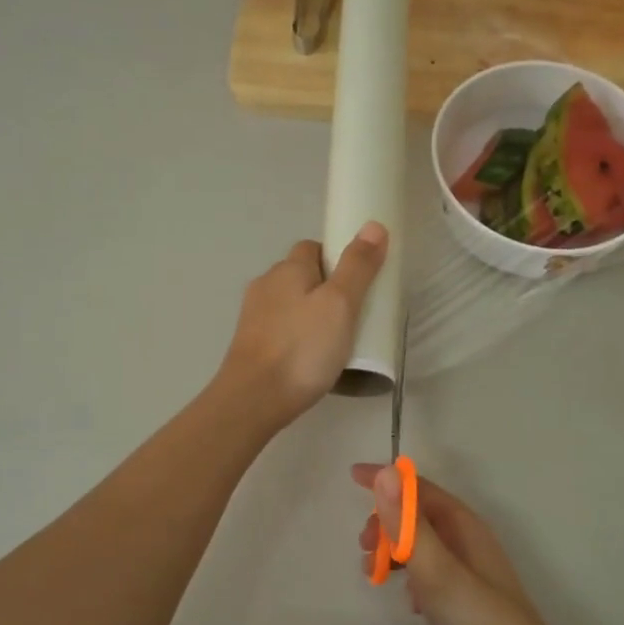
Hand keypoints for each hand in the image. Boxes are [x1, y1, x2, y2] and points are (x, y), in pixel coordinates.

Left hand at [219, 224, 387, 428]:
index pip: (313, 247)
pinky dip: (297, 337)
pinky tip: (311, 359)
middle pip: (301, 276)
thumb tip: (373, 225)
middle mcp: (265, 285)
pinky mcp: (250, 345)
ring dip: (311, 314)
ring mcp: (254, 317)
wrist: (253, 399)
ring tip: (336, 340)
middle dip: (326, 288)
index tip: (359, 283)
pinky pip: (281, 330)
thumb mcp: (340, 304)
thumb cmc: (302, 348)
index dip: (337, 258)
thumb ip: (357, 266)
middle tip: (354, 314)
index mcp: (287, 269)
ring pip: (290, 304)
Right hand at [353, 463, 568, 624]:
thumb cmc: (480, 623)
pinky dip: (411, 578)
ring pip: (422, 548)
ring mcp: (468, 577)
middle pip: (420, 517)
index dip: (388, 480)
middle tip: (363, 548)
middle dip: (387, 522)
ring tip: (373, 575)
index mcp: (465, 528)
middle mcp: (468, 545)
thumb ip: (410, 524)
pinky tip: (408, 604)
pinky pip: (429, 576)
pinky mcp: (464, 605)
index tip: (352, 476)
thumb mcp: (438, 571)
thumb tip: (385, 472)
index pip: (421, 489)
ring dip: (395, 551)